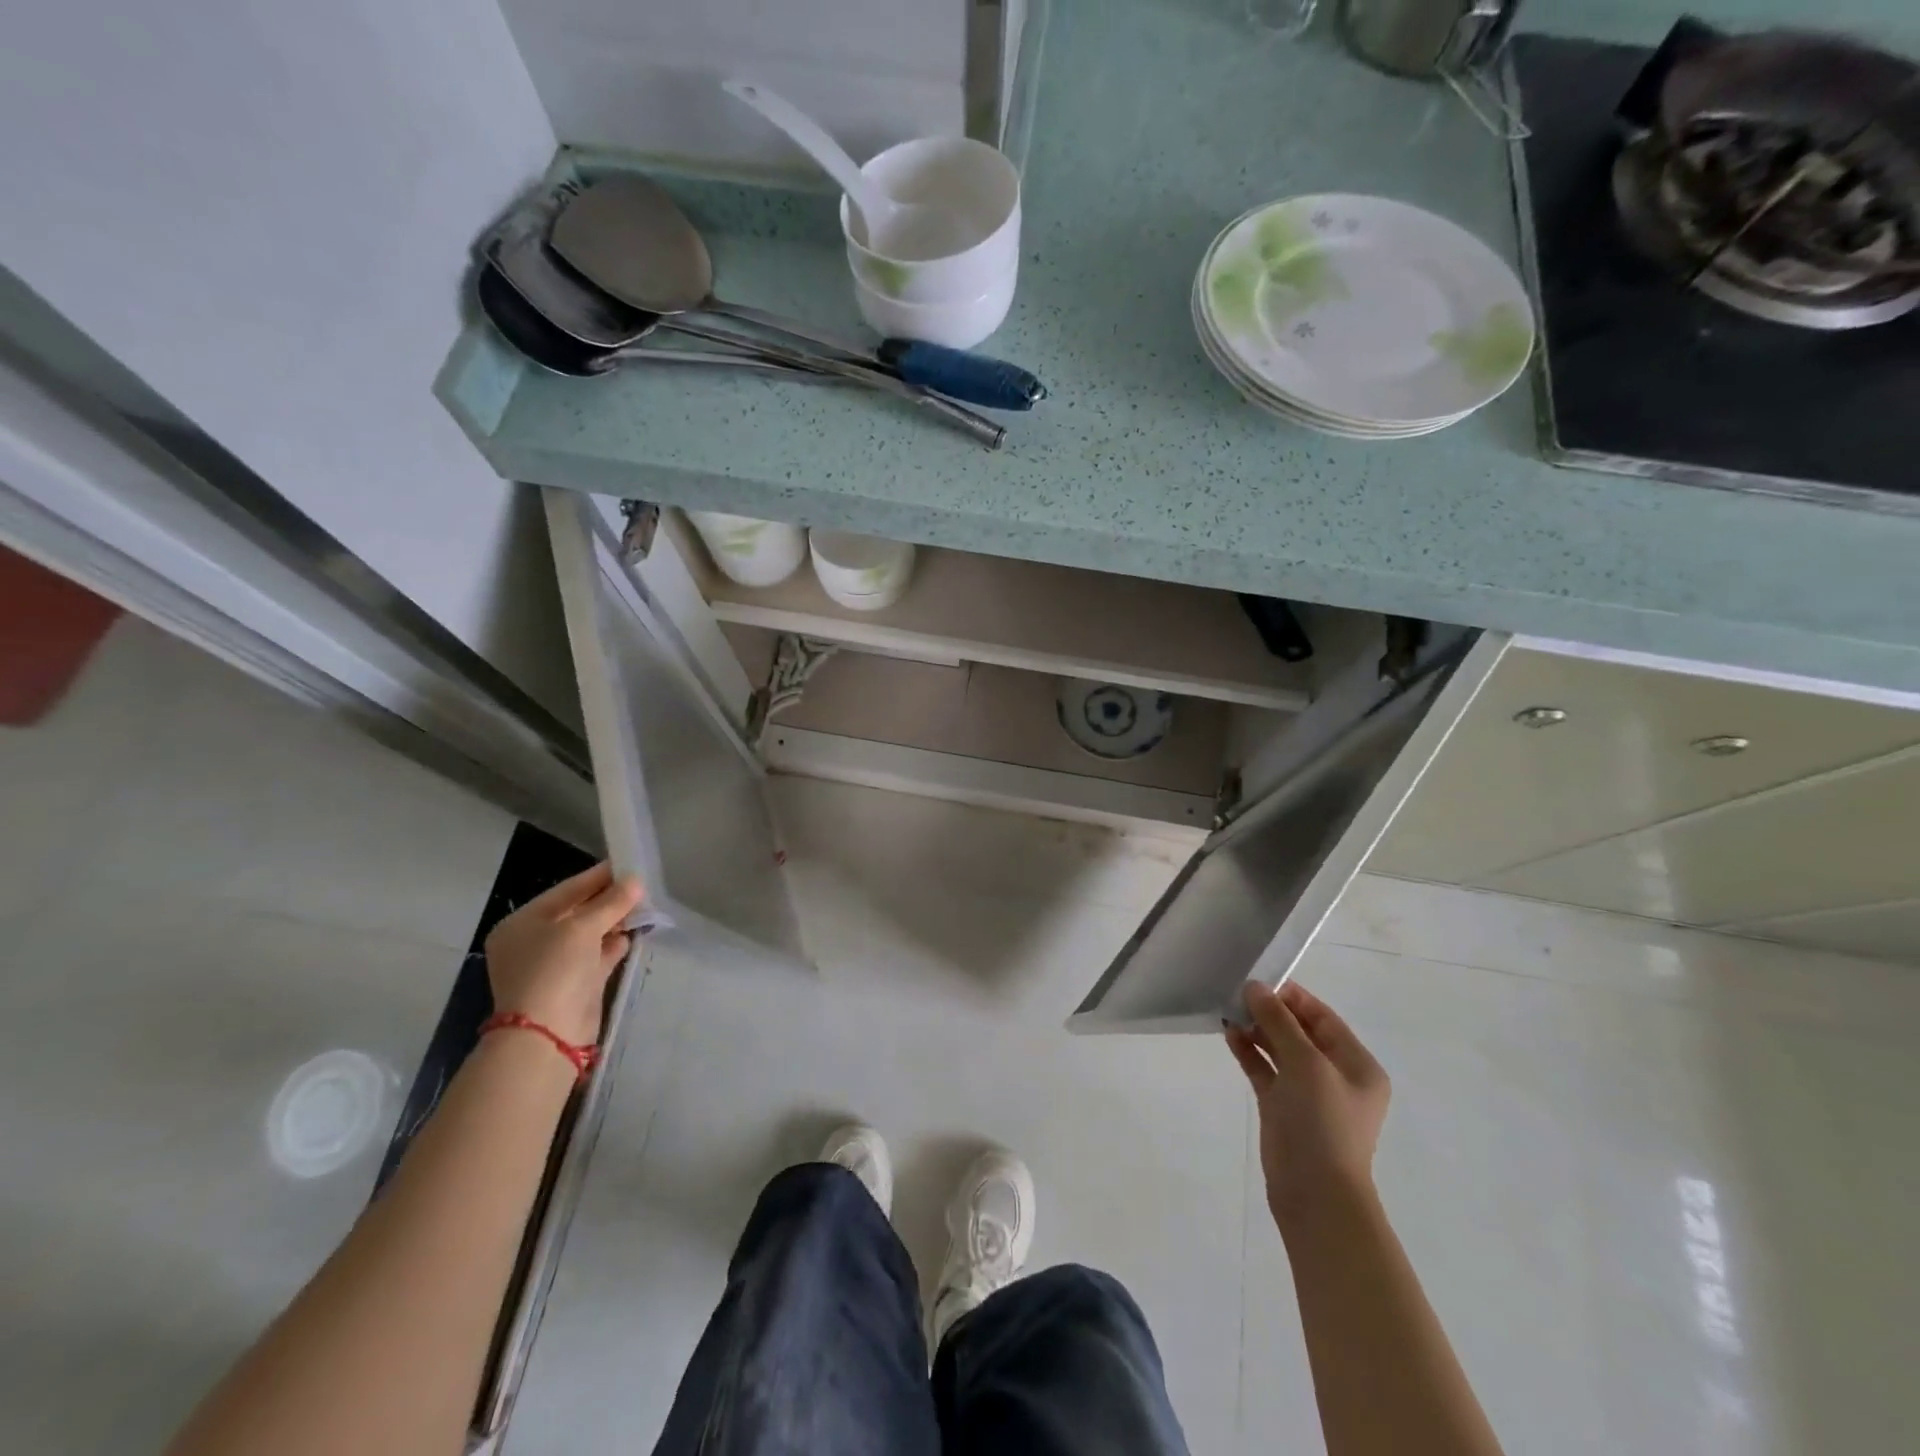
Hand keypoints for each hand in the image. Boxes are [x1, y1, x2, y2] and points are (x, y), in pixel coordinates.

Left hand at [484, 862, 644, 1045]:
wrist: (548, 1034)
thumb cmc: (555, 969)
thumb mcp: (582, 928)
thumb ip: (611, 902)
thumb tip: (636, 881)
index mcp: (521, 924)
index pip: (564, 892)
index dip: (596, 877)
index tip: (625, 864)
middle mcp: (533, 943)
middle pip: (576, 913)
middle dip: (608, 900)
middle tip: (639, 886)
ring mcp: (553, 966)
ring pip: (588, 935)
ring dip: (614, 922)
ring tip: (643, 906)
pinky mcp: (573, 985)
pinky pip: (596, 956)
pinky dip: (613, 945)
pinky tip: (633, 934)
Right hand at [1226, 980, 1389, 1228]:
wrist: (1315, 1194)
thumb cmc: (1323, 1123)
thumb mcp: (1305, 1064)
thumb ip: (1279, 1022)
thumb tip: (1255, 988)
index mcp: (1357, 1065)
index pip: (1323, 1018)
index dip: (1293, 998)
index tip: (1260, 981)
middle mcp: (1335, 1076)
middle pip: (1300, 1032)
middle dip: (1271, 1012)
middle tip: (1237, 994)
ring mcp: (1308, 1094)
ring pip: (1280, 1050)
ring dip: (1257, 1030)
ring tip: (1229, 1011)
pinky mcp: (1283, 1109)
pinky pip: (1266, 1071)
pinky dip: (1250, 1053)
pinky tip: (1229, 1035)